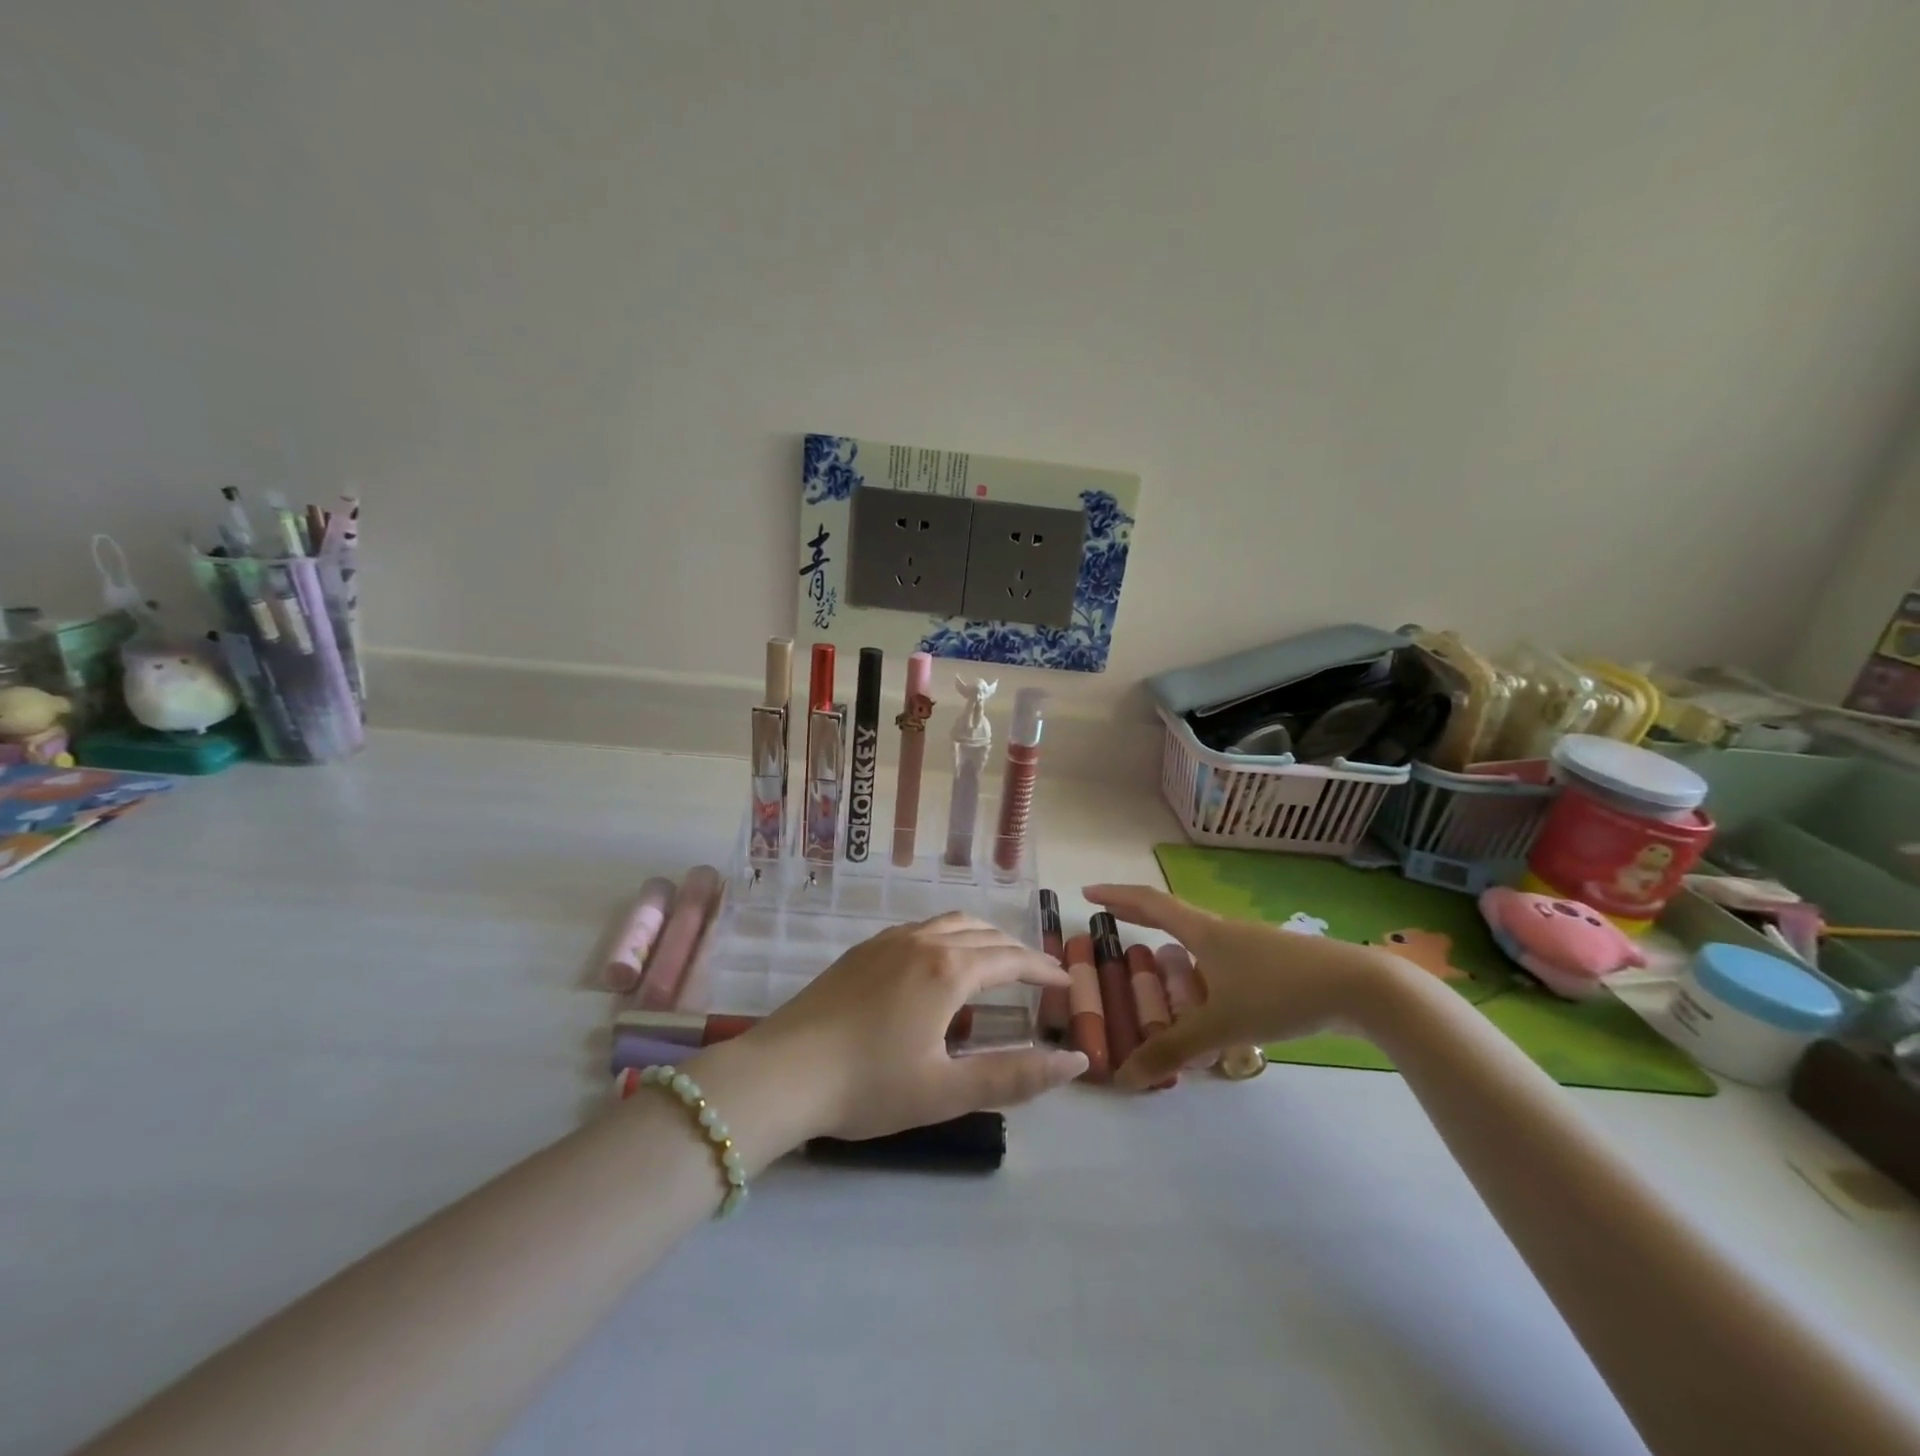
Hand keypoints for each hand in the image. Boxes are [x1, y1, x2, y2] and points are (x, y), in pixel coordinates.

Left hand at [738, 912, 1086, 1142]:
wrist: (782, 1072)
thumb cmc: (868, 1085)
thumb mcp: (947, 1091)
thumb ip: (1015, 1076)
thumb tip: (1075, 1060)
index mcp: (948, 970)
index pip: (1010, 959)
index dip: (1043, 969)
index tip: (1065, 982)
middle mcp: (922, 942)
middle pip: (983, 934)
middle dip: (1016, 951)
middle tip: (1036, 976)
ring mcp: (887, 942)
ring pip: (949, 924)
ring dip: (982, 937)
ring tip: (996, 961)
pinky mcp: (861, 951)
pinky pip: (919, 929)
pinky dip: (948, 937)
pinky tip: (938, 962)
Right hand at [1084, 884, 1401, 1087]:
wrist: (1360, 987)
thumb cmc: (1281, 993)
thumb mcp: (1223, 1025)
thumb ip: (1174, 1050)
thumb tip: (1126, 1077)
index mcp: (1203, 931)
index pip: (1149, 904)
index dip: (1117, 896)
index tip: (1087, 892)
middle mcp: (1223, 930)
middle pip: (1171, 913)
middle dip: (1138, 914)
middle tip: (1110, 917)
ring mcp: (1251, 944)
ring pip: (1200, 938)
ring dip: (1173, 943)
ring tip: (1157, 964)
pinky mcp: (1275, 962)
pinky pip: (1223, 958)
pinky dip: (1202, 968)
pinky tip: (1210, 997)